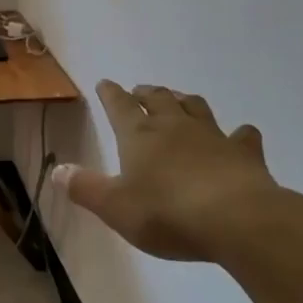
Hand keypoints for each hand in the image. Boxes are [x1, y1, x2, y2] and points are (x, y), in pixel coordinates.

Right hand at [52, 80, 284, 262]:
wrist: (237, 219)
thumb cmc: (167, 213)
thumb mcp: (115, 207)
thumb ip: (85, 188)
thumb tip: (57, 170)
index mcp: (139, 135)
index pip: (119, 105)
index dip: (110, 94)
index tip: (105, 83)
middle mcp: (174, 126)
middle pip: (158, 98)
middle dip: (145, 93)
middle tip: (138, 91)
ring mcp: (213, 136)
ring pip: (195, 107)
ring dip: (184, 101)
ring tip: (178, 100)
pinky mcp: (244, 153)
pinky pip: (242, 135)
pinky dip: (238, 133)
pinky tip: (239, 135)